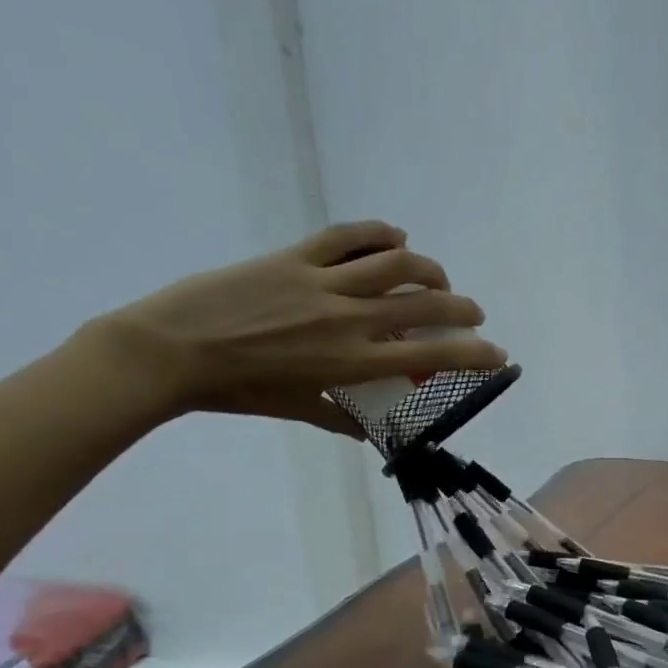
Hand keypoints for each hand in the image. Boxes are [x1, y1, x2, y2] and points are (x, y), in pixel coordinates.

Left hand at [77, 222, 507, 434]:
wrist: (170, 350)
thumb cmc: (239, 390)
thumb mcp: (300, 411)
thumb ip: (343, 420)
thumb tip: (373, 434)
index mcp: (354, 362)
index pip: (432, 355)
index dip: (474, 353)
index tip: (497, 354)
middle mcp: (349, 318)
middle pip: (424, 302)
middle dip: (462, 307)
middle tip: (473, 314)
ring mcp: (322, 282)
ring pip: (395, 263)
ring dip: (428, 268)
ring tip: (438, 277)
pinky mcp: (294, 256)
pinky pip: (347, 237)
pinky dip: (379, 233)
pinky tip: (396, 237)